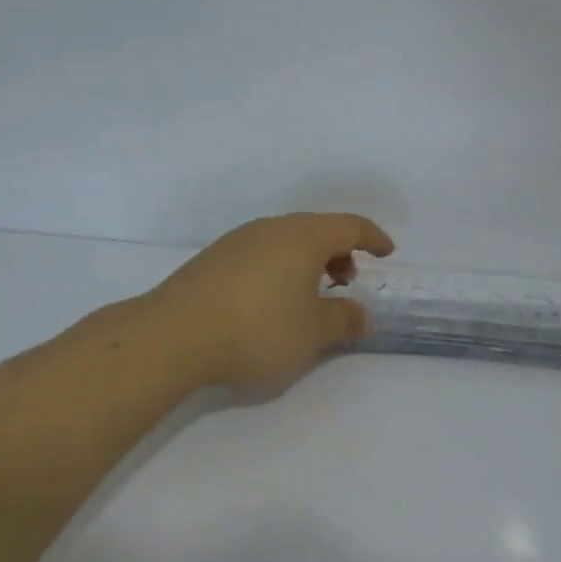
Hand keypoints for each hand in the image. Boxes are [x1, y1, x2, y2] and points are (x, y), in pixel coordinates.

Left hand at [145, 213, 395, 394]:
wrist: (173, 336)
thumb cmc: (258, 329)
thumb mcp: (313, 333)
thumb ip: (343, 320)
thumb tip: (363, 315)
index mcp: (303, 237)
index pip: (349, 225)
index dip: (372, 237)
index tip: (387, 252)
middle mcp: (272, 229)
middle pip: (316, 229)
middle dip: (339, 251)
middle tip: (347, 280)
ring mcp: (238, 241)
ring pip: (286, 241)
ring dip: (307, 261)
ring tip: (310, 295)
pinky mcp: (213, 260)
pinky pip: (261, 254)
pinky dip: (280, 268)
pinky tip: (271, 300)